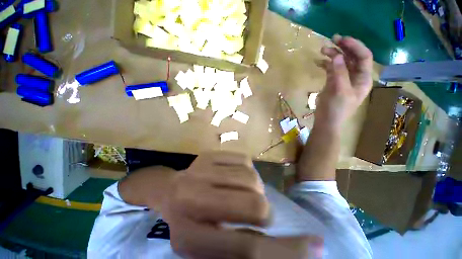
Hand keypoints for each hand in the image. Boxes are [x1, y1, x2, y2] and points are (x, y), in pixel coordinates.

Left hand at [162, 151, 321, 258]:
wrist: (170, 190)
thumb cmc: (189, 222)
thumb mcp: (212, 246)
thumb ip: (244, 246)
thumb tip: (286, 244)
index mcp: (193, 237)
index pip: (248, 248)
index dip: (286, 251)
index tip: (316, 247)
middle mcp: (195, 199)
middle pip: (254, 205)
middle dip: (263, 211)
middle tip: (254, 210)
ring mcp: (201, 170)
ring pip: (252, 178)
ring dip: (254, 188)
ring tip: (241, 191)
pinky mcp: (209, 154)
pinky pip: (245, 160)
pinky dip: (247, 171)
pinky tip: (233, 176)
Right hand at [316, 35, 372, 129]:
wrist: (326, 121)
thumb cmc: (336, 109)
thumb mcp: (339, 91)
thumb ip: (339, 73)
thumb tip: (336, 56)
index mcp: (363, 78)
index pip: (364, 57)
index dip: (355, 46)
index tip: (342, 40)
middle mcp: (356, 76)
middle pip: (352, 57)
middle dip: (343, 47)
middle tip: (332, 39)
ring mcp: (344, 79)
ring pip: (341, 62)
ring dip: (333, 55)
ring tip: (322, 50)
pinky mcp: (333, 82)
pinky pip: (332, 69)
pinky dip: (326, 64)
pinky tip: (318, 62)